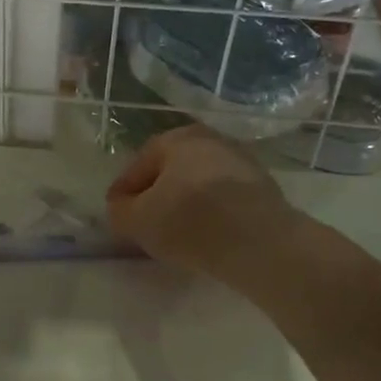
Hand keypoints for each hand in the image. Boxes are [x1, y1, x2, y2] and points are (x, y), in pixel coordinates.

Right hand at [106, 125, 298, 278]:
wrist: (260, 241)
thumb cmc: (189, 221)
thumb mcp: (137, 220)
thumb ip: (119, 211)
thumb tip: (122, 207)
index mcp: (176, 138)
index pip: (137, 166)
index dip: (123, 193)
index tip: (117, 215)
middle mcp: (210, 140)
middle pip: (171, 171)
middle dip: (156, 195)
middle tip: (146, 223)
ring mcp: (241, 161)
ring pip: (199, 184)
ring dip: (186, 204)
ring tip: (177, 233)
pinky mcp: (264, 187)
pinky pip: (224, 199)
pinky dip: (211, 213)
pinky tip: (207, 235)